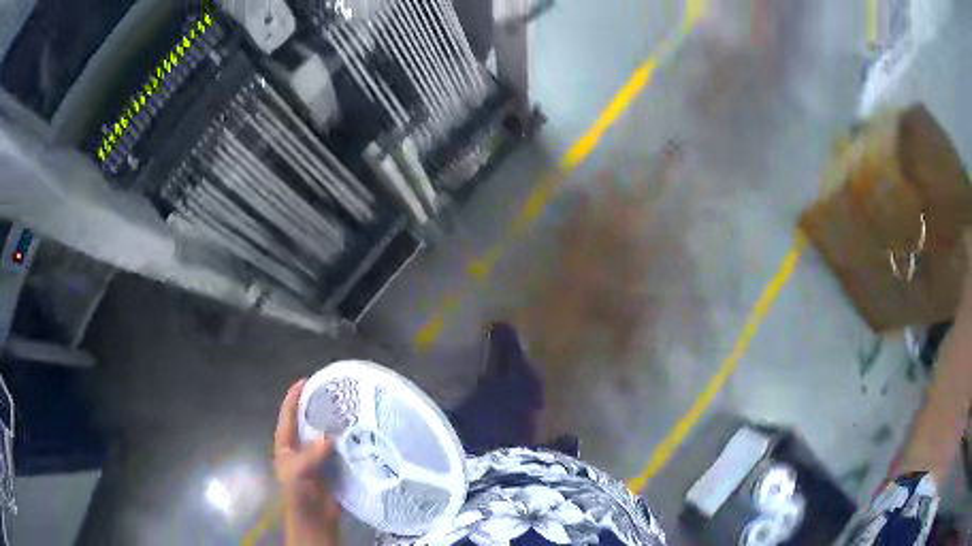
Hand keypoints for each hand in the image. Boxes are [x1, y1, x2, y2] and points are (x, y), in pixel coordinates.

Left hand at [274, 379, 340, 545]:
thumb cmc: (299, 496)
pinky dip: (349, 441)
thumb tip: (329, 436)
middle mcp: (301, 447)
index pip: (288, 415)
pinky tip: (362, 434)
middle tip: (336, 392)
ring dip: (336, 423)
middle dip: (318, 406)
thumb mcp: (298, 473)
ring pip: (326, 434)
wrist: (315, 520)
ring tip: (353, 409)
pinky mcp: (333, 467)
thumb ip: (310, 455)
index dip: (295, 396)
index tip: (307, 380)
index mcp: (286, 445)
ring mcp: (318, 458)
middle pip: (309, 421)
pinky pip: (341, 449)